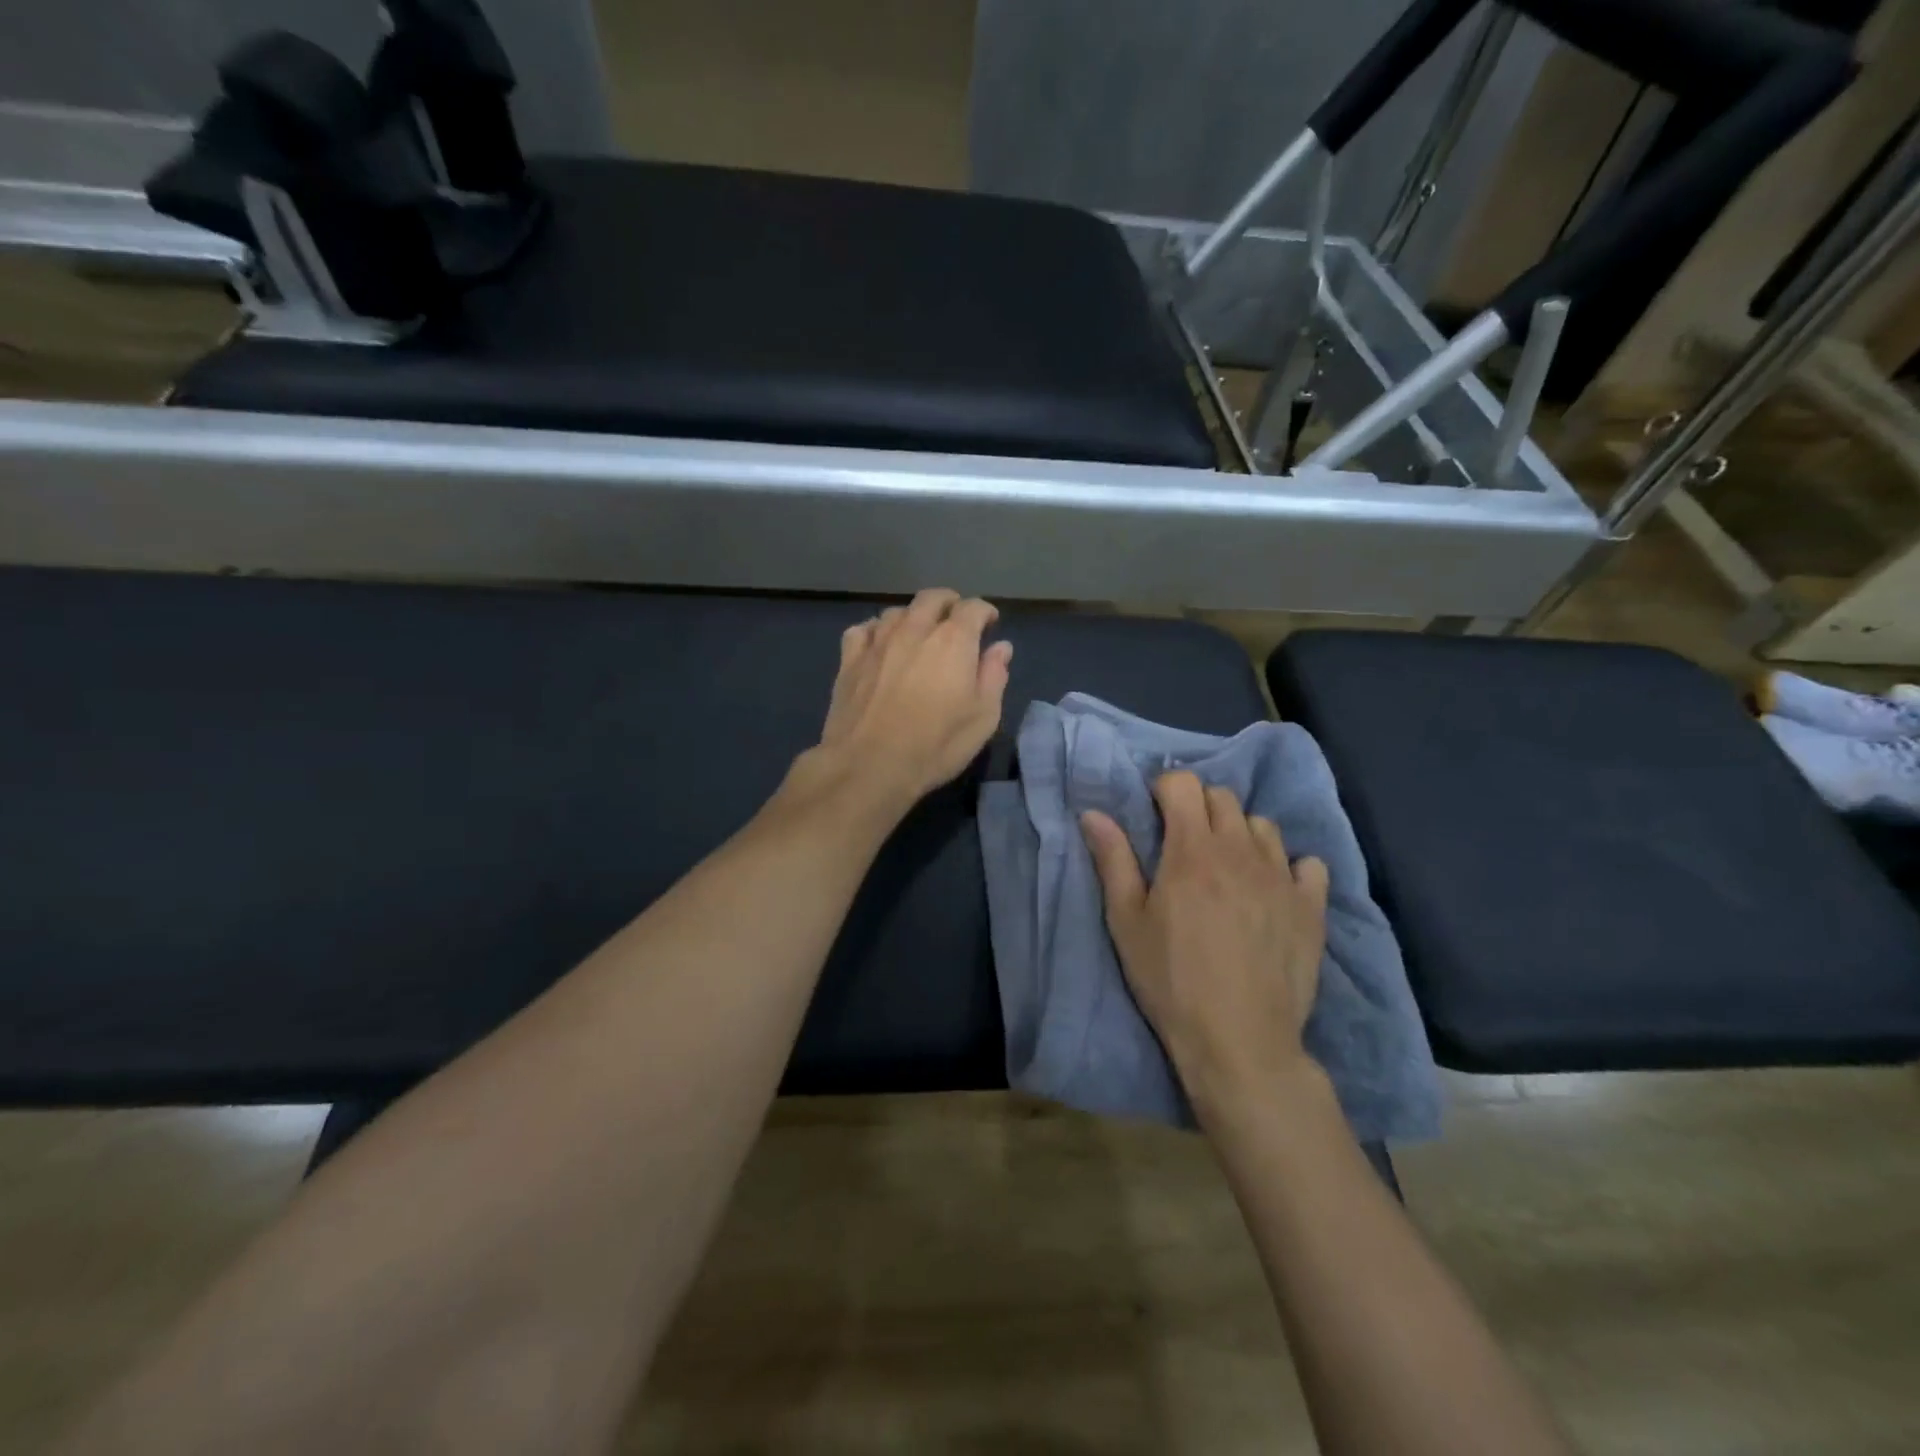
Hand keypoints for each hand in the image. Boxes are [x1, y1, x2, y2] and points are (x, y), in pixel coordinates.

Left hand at [808, 589, 1012, 813]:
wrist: (869, 765)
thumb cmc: (936, 745)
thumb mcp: (983, 718)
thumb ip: (994, 676)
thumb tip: (1001, 647)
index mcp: (953, 641)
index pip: (973, 608)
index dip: (984, 612)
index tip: (990, 623)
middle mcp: (915, 629)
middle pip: (932, 598)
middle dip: (949, 603)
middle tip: (955, 618)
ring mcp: (878, 641)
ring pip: (897, 611)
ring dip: (913, 616)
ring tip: (918, 632)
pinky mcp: (850, 659)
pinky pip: (863, 629)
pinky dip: (876, 630)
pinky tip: (879, 644)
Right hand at [1081, 771, 1328, 1121]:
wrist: (1239, 1040)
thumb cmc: (1170, 979)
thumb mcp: (1126, 922)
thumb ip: (1113, 860)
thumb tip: (1093, 813)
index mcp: (1192, 850)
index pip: (1183, 784)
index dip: (1164, 790)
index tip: (1155, 814)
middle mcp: (1240, 850)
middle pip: (1223, 797)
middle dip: (1199, 808)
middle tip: (1185, 844)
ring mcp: (1282, 877)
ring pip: (1263, 825)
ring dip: (1241, 833)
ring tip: (1228, 868)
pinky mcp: (1311, 907)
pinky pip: (1308, 864)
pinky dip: (1290, 867)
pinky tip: (1274, 891)